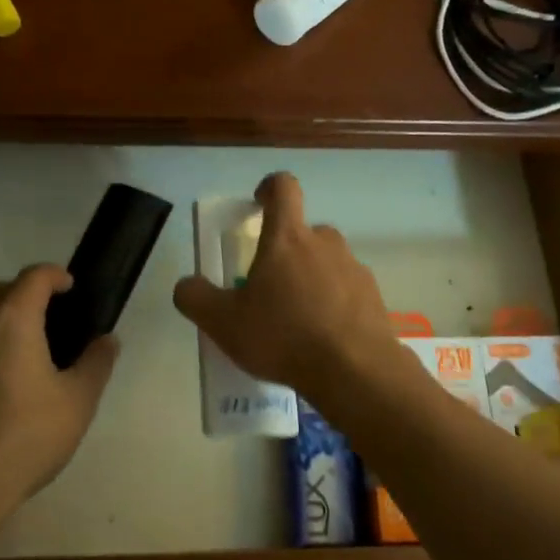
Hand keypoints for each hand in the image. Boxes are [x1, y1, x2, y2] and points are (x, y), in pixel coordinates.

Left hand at [0, 265, 118, 522]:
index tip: (71, 288)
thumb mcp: (77, 403)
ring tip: (17, 341)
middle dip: (24, 292)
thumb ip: (96, 364)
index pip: (34, 277)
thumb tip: (107, 340)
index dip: (55, 275)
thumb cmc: (24, 440)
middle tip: (47, 316)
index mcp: (11, 321)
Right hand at [172, 172, 405, 399]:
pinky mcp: (373, 296)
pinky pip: (348, 290)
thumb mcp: (223, 323)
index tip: (258, 203)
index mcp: (287, 238)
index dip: (269, 188)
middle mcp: (325, 243)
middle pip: (304, 232)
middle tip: (270, 287)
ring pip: (327, 262)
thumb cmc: (283, 336)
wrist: (354, 372)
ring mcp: (354, 268)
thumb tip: (186, 284)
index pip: (283, 187)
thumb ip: (196, 298)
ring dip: (312, 279)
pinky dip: (335, 304)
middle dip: (287, 251)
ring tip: (297, 320)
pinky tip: (324, 338)